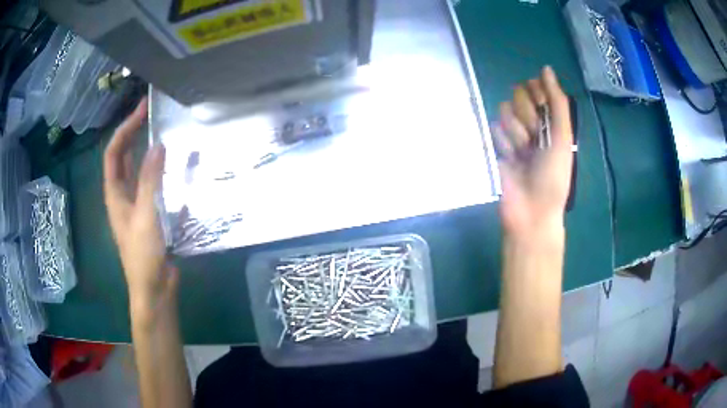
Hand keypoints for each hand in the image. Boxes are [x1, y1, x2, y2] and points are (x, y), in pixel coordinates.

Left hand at [103, 97, 177, 316]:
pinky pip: (152, 185)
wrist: (154, 288)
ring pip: (137, 170)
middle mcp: (122, 195)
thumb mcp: (145, 216)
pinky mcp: (150, 213)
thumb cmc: (143, 255)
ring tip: (162, 133)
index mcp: (114, 194)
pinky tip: (174, 166)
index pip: (113, 153)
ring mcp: (136, 204)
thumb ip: (150, 180)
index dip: (124, 129)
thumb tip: (158, 145)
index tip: (142, 110)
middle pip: (123, 158)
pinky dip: (159, 171)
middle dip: (133, 134)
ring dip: (146, 150)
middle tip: (151, 114)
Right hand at [494, 66, 572, 235]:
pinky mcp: (497, 144)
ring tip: (522, 155)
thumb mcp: (563, 137)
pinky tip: (510, 161)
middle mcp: (532, 121)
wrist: (531, 211)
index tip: (543, 114)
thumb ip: (558, 102)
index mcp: (551, 118)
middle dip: (526, 117)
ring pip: (504, 111)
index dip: (536, 96)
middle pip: (517, 95)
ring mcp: (514, 132)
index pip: (536, 87)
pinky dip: (503, 145)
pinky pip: (493, 128)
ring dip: (515, 134)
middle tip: (535, 140)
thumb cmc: (553, 175)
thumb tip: (546, 68)